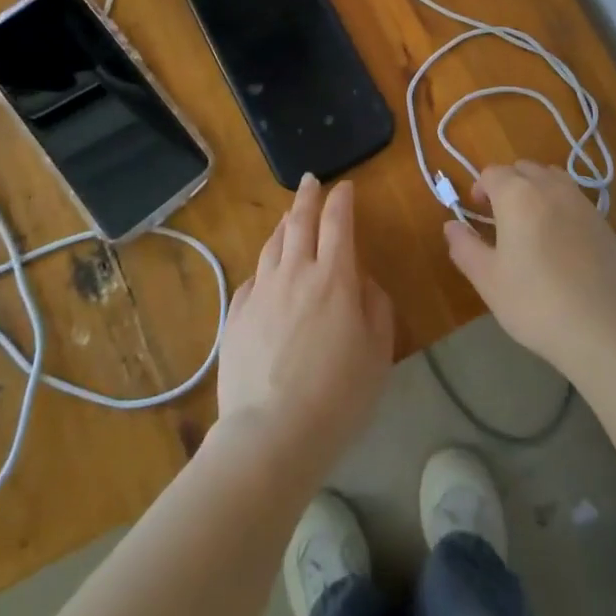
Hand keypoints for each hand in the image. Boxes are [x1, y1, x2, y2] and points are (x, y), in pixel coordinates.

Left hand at [218, 174, 393, 476]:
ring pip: (272, 245)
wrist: (271, 435)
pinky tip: (267, 271)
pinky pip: (253, 279)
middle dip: (308, 197)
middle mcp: (295, 274)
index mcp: (334, 278)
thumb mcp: (378, 352)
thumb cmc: (338, 395)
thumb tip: (362, 281)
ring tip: (289, 216)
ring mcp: (261, 293)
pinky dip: (264, 265)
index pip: (338, 223)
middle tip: (311, 181)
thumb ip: (376, 307)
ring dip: (284, 224)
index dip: (342, 200)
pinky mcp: (237, 317)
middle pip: (299, 222)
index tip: (345, 186)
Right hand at [444, 162, 615, 379]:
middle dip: (507, 184)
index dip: (480, 187)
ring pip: (552, 179)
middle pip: (524, 169)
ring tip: (529, 227)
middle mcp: (552, 187)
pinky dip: (559, 207)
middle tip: (499, 219)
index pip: (493, 173)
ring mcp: (583, 202)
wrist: (609, 329)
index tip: (476, 212)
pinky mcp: (604, 222)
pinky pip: (574, 200)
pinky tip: (559, 244)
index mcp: (518, 195)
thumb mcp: (489, 281)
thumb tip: (451, 225)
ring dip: (535, 190)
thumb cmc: (538, 304)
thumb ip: (465, 247)